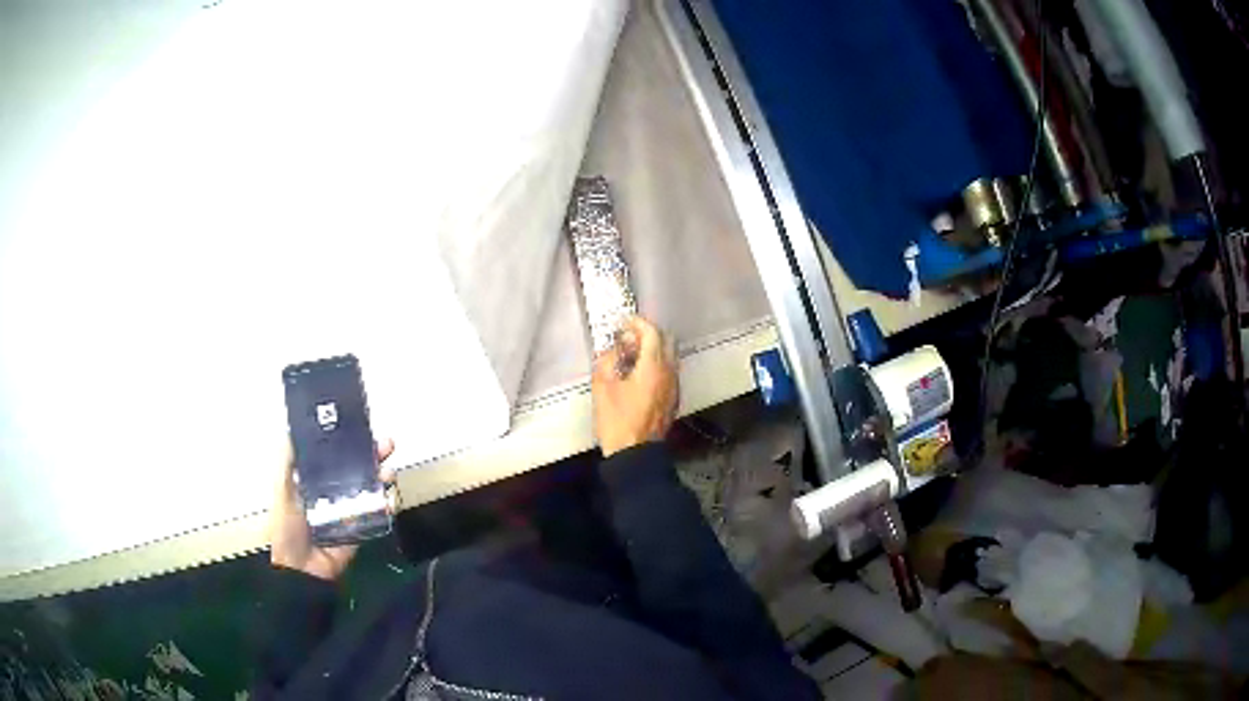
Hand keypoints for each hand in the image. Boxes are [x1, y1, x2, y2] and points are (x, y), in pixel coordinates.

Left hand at [269, 437, 395, 580]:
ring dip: (382, 477)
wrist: (300, 568)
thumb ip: (288, 461)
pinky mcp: (361, 529)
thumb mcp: (282, 488)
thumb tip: (292, 428)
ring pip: (370, 489)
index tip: (363, 429)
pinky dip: (386, 505)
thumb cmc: (286, 526)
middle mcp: (333, 493)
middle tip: (386, 444)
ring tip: (389, 470)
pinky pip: (377, 515)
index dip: (350, 442)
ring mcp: (349, 512)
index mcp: (314, 480)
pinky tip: (390, 496)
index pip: (336, 455)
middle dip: (373, 455)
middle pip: (357, 469)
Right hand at [592, 316, 678, 456]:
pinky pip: (669, 371)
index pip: (652, 333)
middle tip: (627, 338)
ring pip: (669, 357)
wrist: (636, 454)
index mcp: (654, 367)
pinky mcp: (673, 398)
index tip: (623, 324)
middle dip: (648, 334)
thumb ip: (607, 361)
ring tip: (630, 356)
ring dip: (653, 350)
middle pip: (666, 341)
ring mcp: (674, 386)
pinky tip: (638, 374)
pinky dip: (656, 364)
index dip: (637, 323)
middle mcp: (669, 373)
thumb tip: (612, 349)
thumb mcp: (602, 388)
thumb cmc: (617, 421)